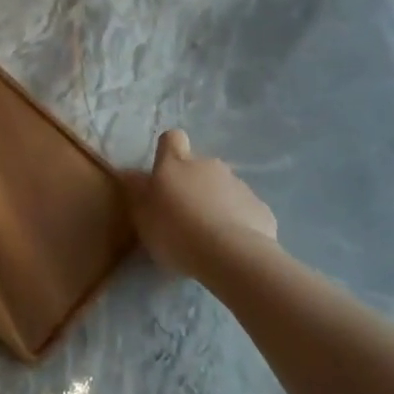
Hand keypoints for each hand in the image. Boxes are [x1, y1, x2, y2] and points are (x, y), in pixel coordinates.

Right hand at [132, 129, 278, 278]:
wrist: (231, 255)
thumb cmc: (176, 232)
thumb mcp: (143, 217)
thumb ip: (138, 194)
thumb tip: (132, 175)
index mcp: (177, 164)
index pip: (172, 139)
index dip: (168, 151)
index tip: (164, 174)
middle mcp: (209, 166)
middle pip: (199, 167)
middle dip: (193, 186)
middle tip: (184, 218)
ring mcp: (238, 185)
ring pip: (223, 189)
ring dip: (216, 205)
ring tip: (209, 239)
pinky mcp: (260, 208)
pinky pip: (245, 211)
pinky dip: (239, 224)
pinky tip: (233, 248)